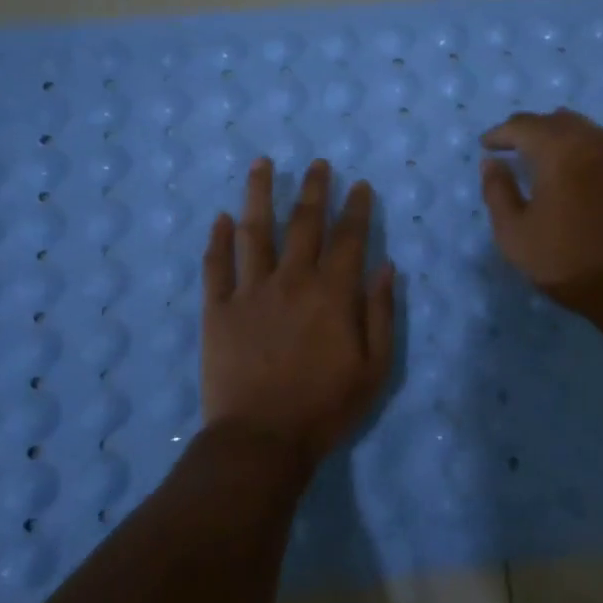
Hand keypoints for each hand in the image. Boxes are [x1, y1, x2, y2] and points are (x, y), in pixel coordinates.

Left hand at [201, 157, 396, 468]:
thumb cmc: (325, 408)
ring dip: (259, 194)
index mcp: (332, 293)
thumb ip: (381, 314)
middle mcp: (291, 280)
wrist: (261, 440)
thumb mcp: (374, 368)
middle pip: (303, 223)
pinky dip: (218, 239)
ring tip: (261, 163)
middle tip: (317, 163)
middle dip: (313, 189)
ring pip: (255, 231)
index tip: (359, 185)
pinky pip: (216, 265)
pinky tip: (221, 218)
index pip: (348, 237)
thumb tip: (386, 268)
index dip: (355, 208)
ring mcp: (250, 291)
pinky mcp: (218, 309)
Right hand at [479, 109, 602, 317]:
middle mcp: (596, 142)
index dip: (501, 133)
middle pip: (560, 121)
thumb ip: (498, 192)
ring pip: (591, 134)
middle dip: (534, 130)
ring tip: (554, 162)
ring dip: (567, 141)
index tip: (487, 145)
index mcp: (560, 150)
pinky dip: (596, 158)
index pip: (523, 126)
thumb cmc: (570, 262)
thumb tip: (492, 163)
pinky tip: (594, 180)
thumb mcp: (515, 235)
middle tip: (517, 147)